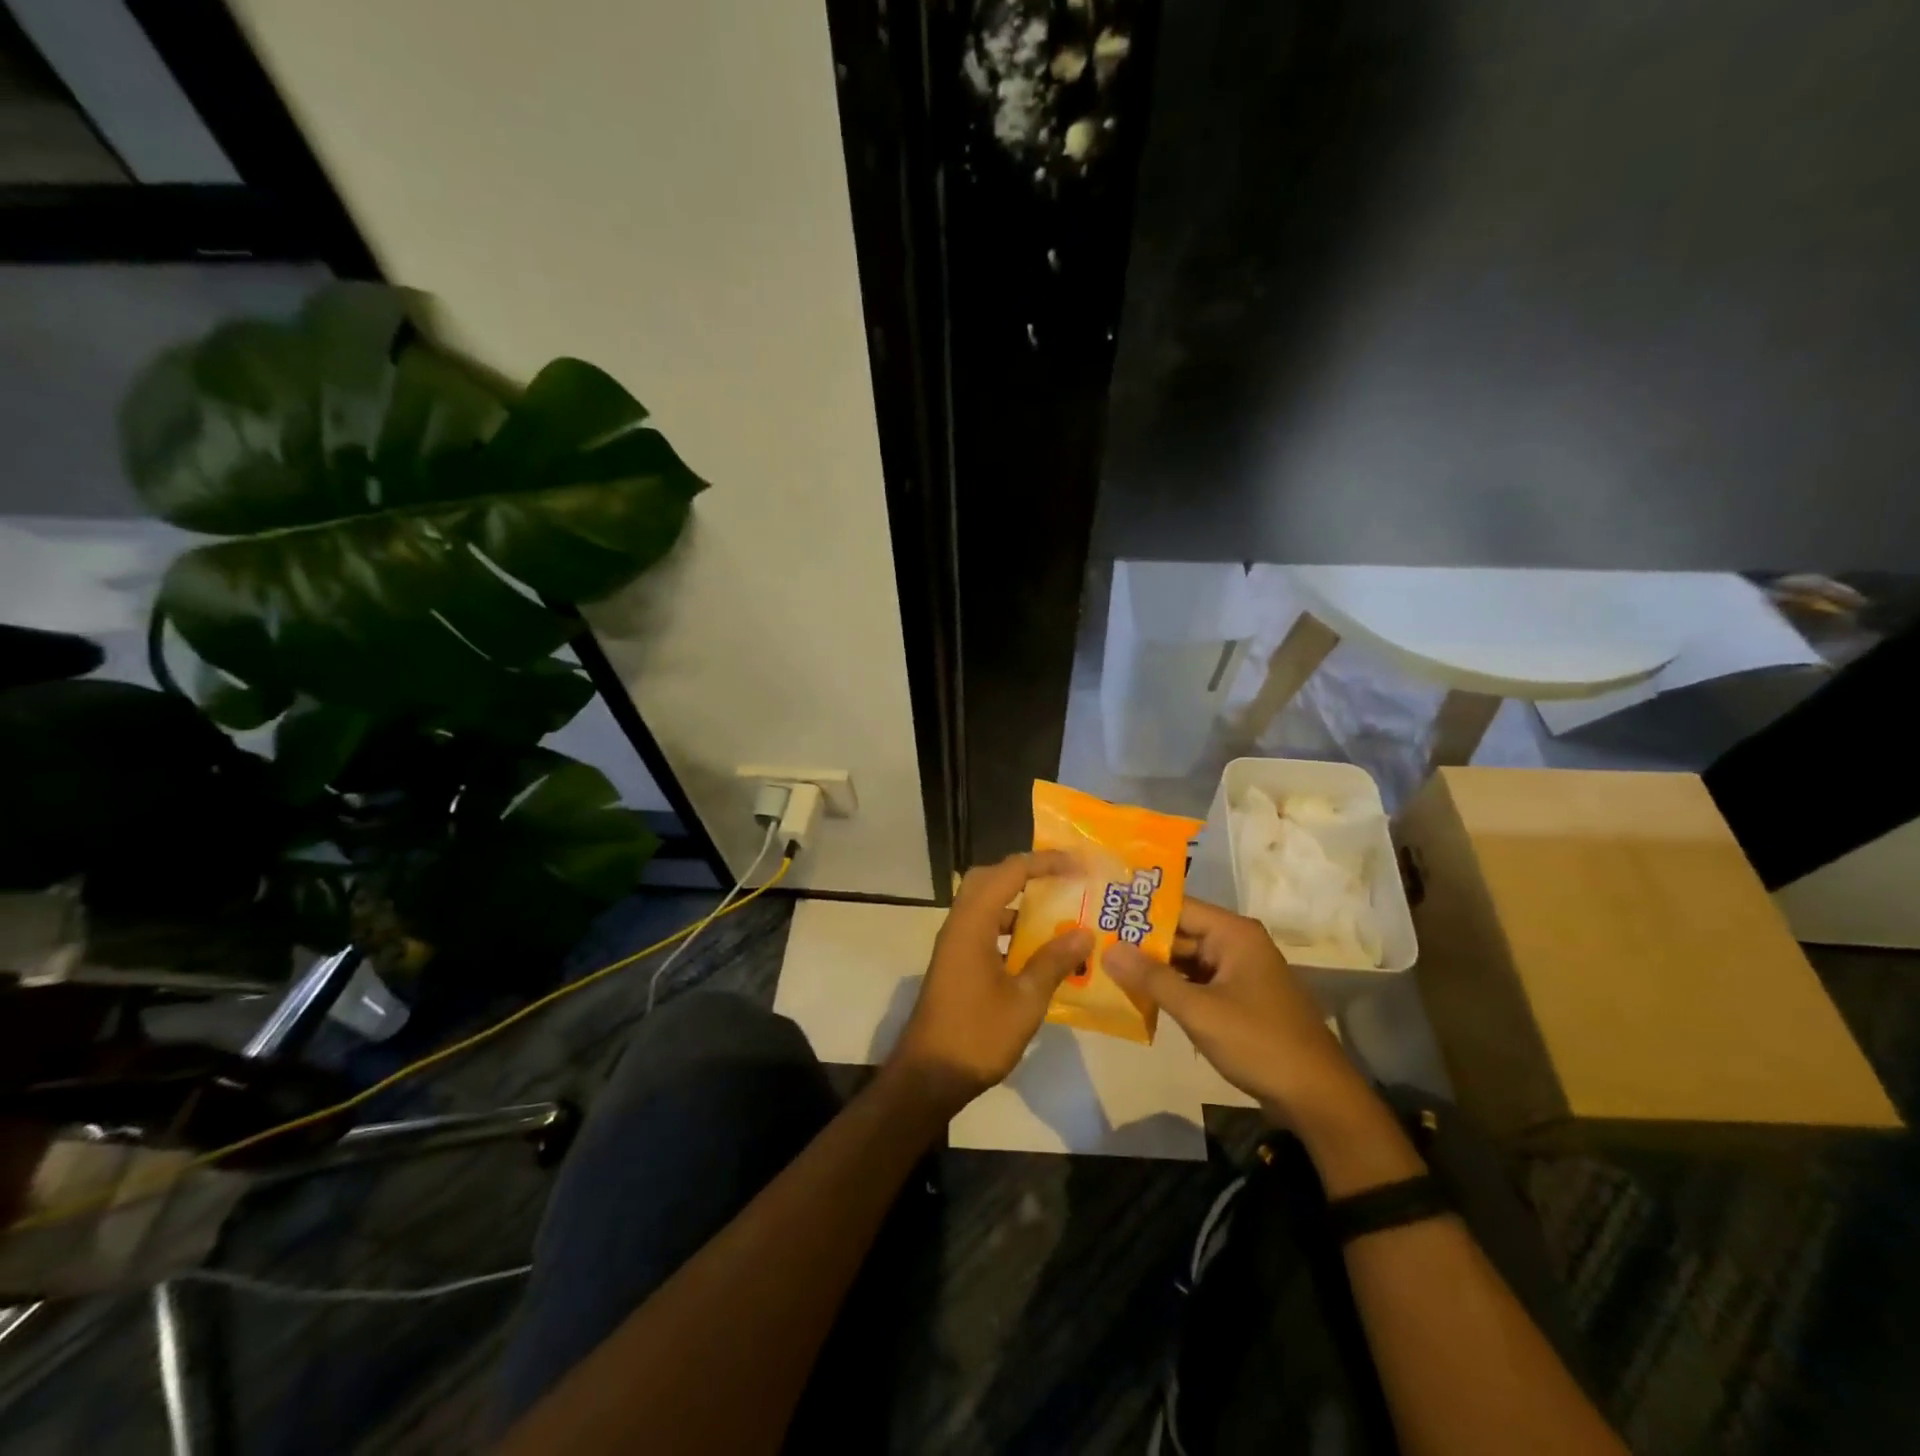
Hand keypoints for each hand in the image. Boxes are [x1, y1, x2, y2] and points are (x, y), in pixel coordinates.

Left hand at [888, 851, 1091, 1111]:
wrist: (929, 1075)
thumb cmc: (977, 1035)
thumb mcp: (1025, 1000)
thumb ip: (1054, 961)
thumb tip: (1084, 932)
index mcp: (973, 924)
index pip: (1009, 872)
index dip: (1044, 863)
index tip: (1078, 865)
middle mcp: (959, 925)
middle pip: (990, 879)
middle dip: (1026, 873)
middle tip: (1062, 880)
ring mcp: (955, 945)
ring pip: (986, 904)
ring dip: (1018, 902)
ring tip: (1058, 912)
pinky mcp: (956, 963)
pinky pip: (985, 928)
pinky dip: (1011, 929)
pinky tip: (1039, 951)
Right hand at [1104, 897, 1370, 1130]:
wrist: (1318, 1098)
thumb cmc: (1259, 1043)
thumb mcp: (1200, 1011)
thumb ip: (1152, 978)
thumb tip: (1107, 949)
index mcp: (1233, 933)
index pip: (1176, 907)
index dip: (1138, 909)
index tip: (1098, 909)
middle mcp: (1235, 944)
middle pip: (1178, 932)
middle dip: (1139, 940)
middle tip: (1092, 940)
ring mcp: (1237, 972)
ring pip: (1184, 959)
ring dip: (1151, 966)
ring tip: (1104, 964)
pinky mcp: (1237, 998)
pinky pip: (1195, 982)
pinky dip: (1170, 987)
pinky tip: (1136, 993)